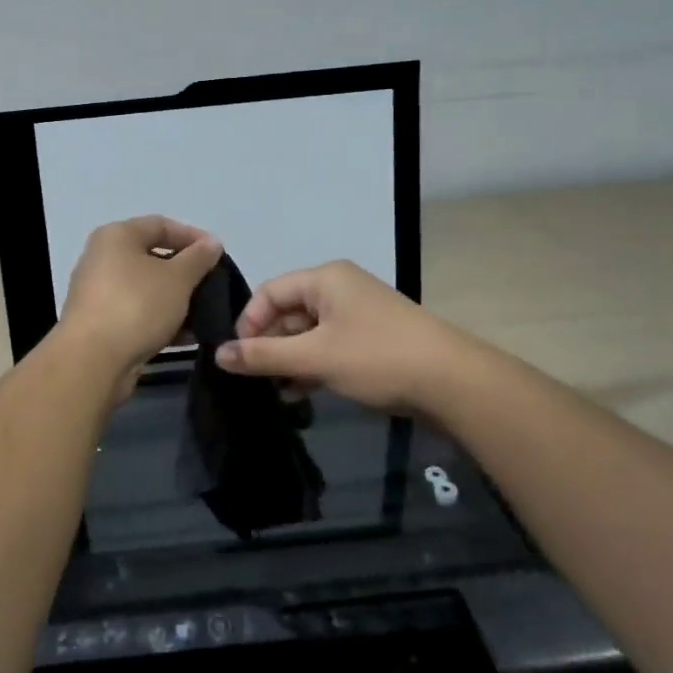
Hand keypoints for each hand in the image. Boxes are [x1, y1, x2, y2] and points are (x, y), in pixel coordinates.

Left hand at [58, 216, 222, 382]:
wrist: (92, 360)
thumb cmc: (136, 305)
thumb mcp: (178, 278)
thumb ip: (198, 258)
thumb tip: (211, 244)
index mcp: (117, 236)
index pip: (161, 225)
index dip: (193, 236)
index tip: (218, 255)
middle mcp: (103, 258)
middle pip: (152, 257)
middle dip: (186, 272)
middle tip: (212, 285)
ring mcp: (99, 292)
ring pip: (146, 289)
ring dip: (176, 300)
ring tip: (205, 314)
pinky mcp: (100, 323)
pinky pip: (137, 313)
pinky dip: (161, 320)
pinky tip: (186, 337)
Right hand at [214, 260, 459, 412]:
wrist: (453, 383)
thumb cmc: (377, 358)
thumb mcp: (314, 358)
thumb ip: (263, 355)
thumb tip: (218, 354)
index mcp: (325, 279)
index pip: (270, 292)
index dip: (249, 322)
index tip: (239, 357)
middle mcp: (340, 288)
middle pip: (289, 311)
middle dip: (270, 344)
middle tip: (256, 379)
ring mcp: (359, 314)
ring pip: (309, 333)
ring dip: (290, 360)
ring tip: (276, 392)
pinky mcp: (373, 339)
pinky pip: (330, 346)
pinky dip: (313, 365)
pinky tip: (301, 393)